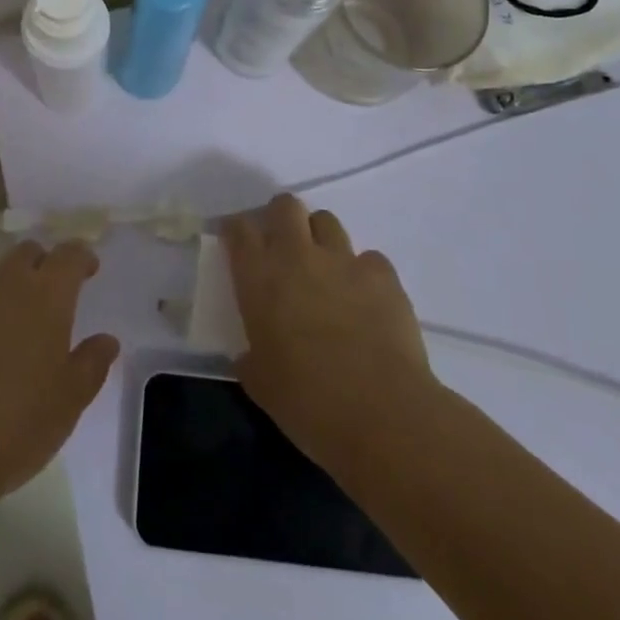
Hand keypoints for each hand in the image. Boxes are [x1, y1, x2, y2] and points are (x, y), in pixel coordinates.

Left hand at [0, 240, 119, 511]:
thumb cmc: (14, 426)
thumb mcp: (67, 403)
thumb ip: (91, 364)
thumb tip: (106, 340)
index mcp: (46, 295)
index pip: (69, 255)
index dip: (82, 257)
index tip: (89, 270)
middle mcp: (6, 283)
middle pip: (28, 253)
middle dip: (44, 265)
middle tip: (52, 297)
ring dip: (9, 287)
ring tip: (14, 325)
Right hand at [223, 193, 443, 486]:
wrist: (381, 414)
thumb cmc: (307, 402)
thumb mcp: (260, 382)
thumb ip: (251, 357)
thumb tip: (250, 356)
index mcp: (259, 276)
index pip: (239, 228)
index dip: (236, 231)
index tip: (237, 244)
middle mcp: (297, 254)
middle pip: (285, 206)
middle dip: (281, 218)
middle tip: (283, 247)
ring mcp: (343, 259)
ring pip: (327, 221)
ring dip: (321, 239)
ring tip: (325, 270)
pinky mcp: (382, 274)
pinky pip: (369, 259)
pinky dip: (363, 272)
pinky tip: (366, 300)